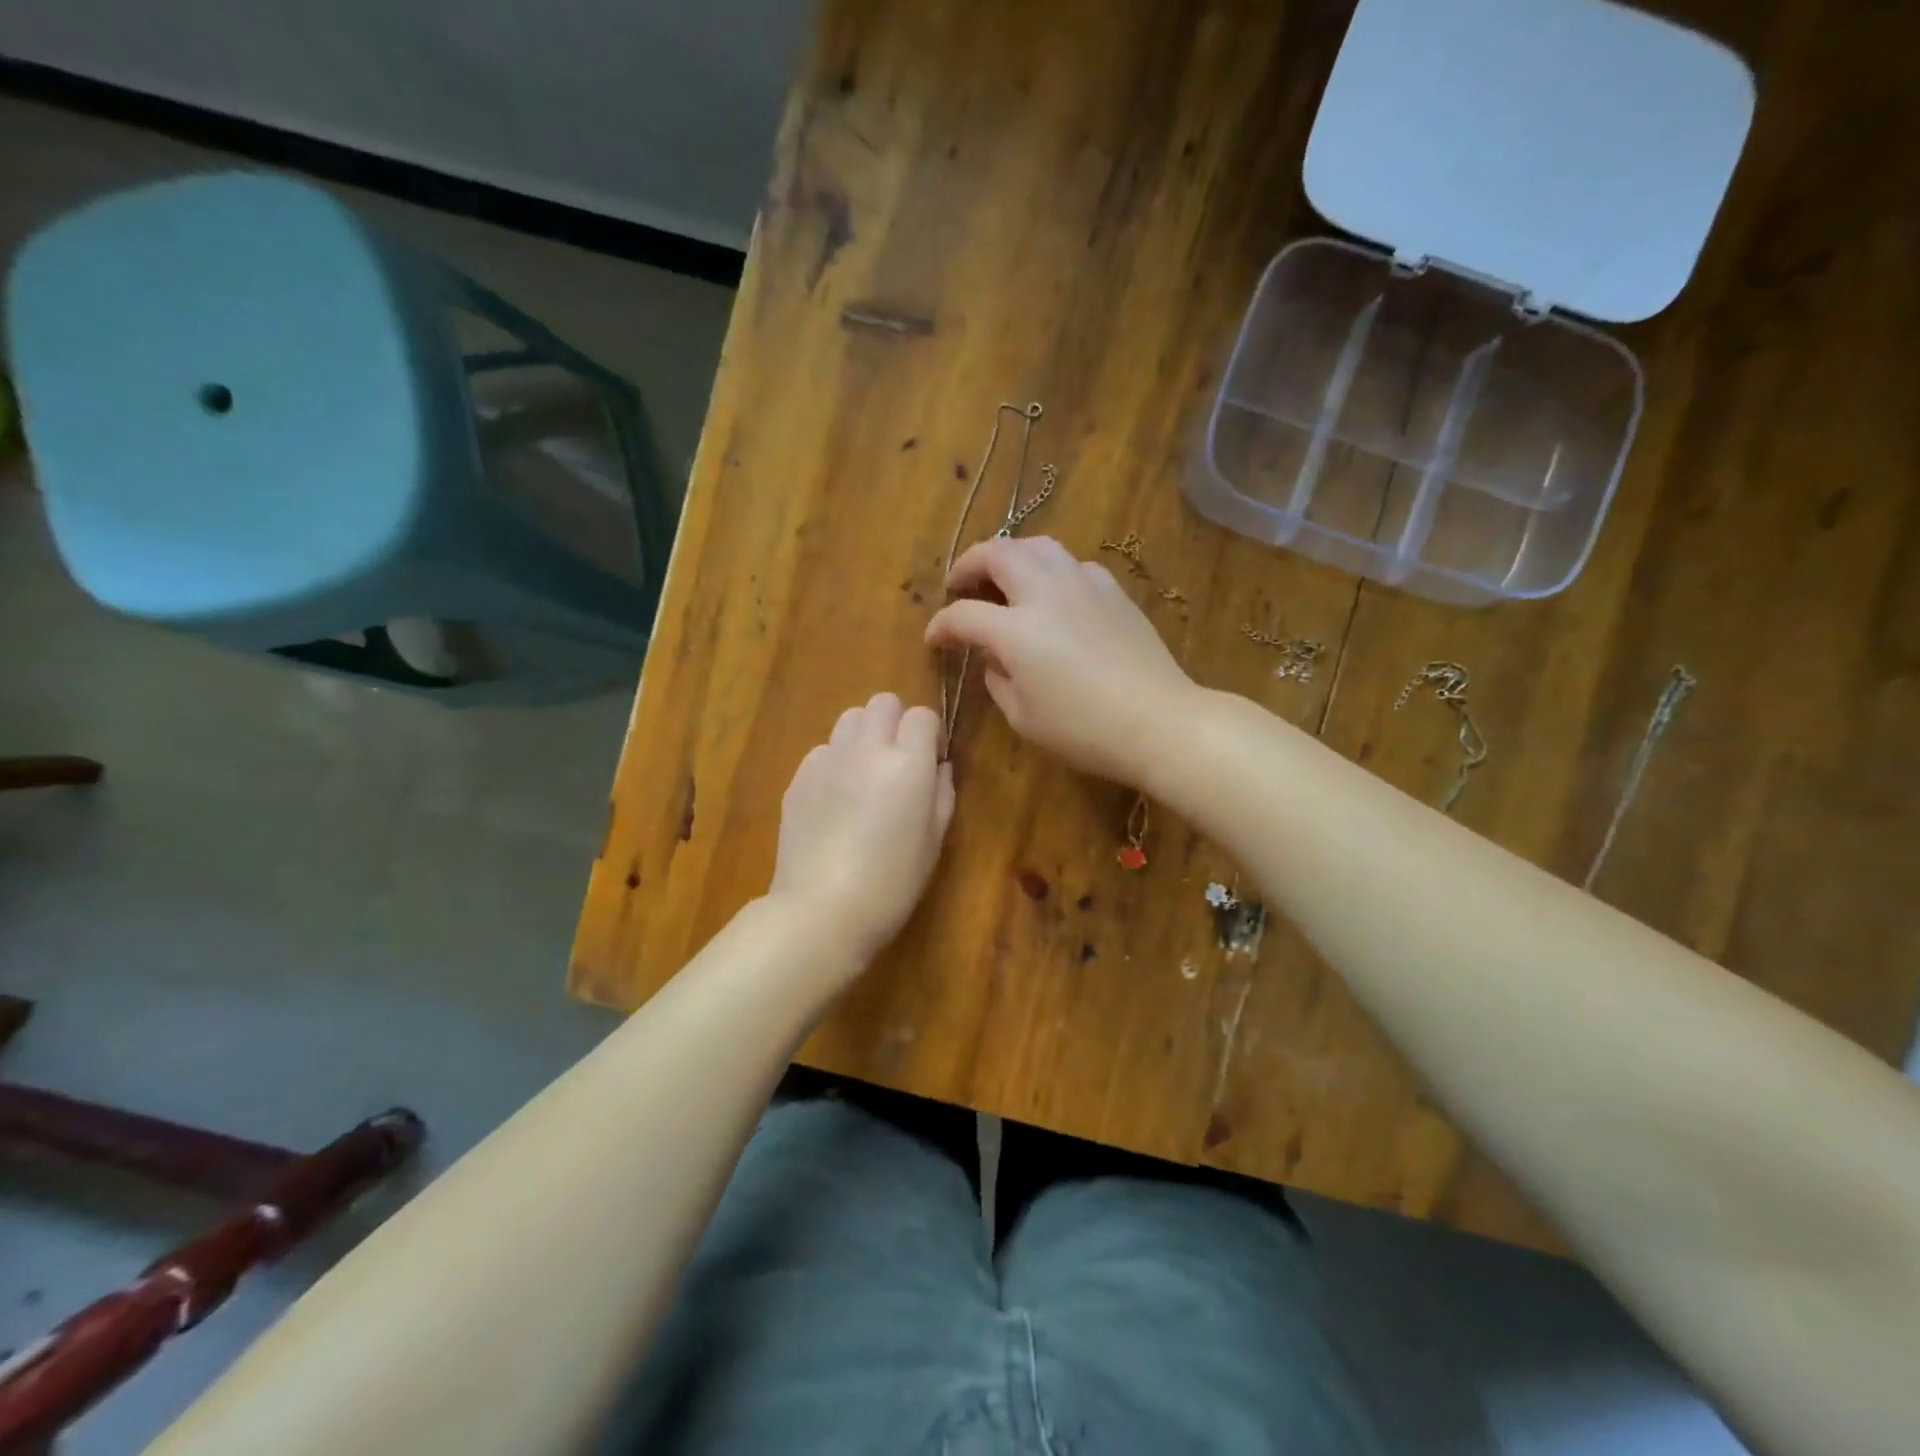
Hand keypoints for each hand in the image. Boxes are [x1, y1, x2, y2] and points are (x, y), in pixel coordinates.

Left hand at [768, 692, 956, 968]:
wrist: (821, 910)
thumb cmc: (891, 883)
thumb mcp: (934, 842)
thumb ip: (942, 794)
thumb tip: (938, 767)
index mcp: (908, 764)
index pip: (922, 715)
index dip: (929, 735)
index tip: (929, 763)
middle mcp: (867, 749)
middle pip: (882, 702)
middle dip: (895, 723)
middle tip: (897, 763)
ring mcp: (827, 760)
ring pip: (849, 719)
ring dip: (863, 736)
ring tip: (864, 775)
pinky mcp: (798, 777)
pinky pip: (823, 750)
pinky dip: (835, 762)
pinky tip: (835, 800)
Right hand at [924, 537, 1198, 785]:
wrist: (1158, 721)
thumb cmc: (1084, 731)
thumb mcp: (1024, 717)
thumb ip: (998, 680)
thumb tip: (994, 657)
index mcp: (1016, 630)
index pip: (963, 615)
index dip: (941, 626)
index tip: (935, 640)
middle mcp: (1045, 593)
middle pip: (997, 553)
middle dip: (968, 565)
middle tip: (959, 585)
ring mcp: (1083, 585)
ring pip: (1038, 546)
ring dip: (1010, 555)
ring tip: (1003, 578)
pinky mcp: (1112, 591)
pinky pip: (1072, 565)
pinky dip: (1051, 571)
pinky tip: (1053, 594)